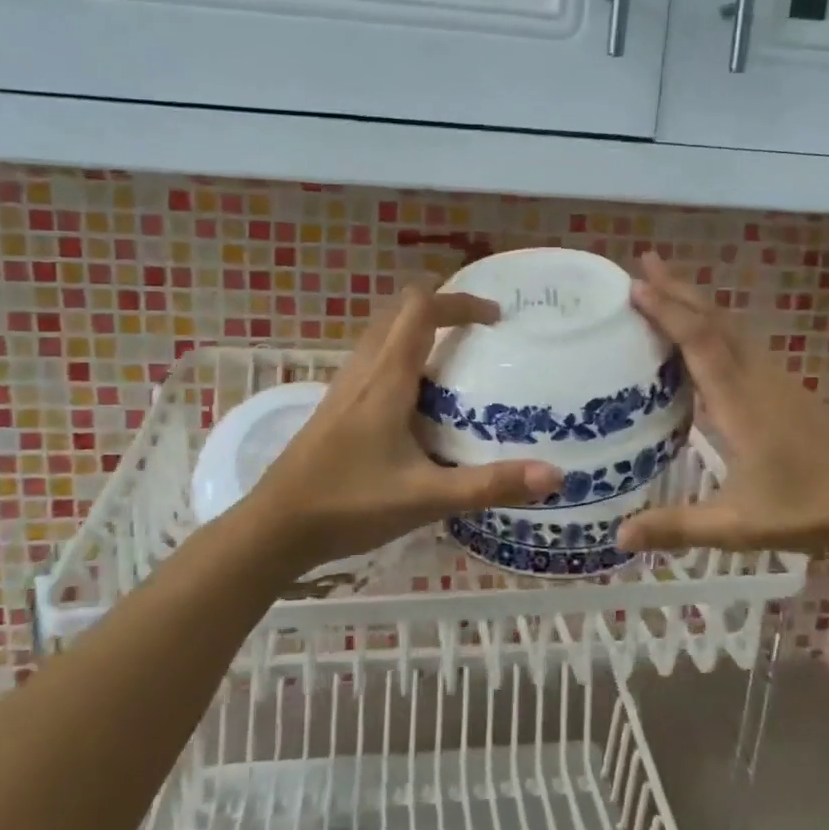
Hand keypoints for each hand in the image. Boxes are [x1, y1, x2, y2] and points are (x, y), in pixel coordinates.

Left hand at [242, 284, 561, 573]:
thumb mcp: (426, 497)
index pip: (422, 309)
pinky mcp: (336, 407)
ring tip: (457, 361)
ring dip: (419, 331)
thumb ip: (489, 485)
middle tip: (481, 333)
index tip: (495, 317)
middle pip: (400, 312)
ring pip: (383, 335)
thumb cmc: (348, 505)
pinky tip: (418, 401)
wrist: (274, 528)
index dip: (460, 301)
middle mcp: (364, 371)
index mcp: (386, 379)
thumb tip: (554, 475)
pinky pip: (373, 361)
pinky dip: (402, 357)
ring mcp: (344, 388)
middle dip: (443, 309)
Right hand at [616, 253, 828, 555]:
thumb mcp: (738, 525)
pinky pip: (743, 343)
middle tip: (644, 263)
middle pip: (716, 321)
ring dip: (698, 303)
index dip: (668, 311)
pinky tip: (706, 336)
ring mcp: (776, 381)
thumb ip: (678, 527)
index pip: (700, 343)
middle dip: (679, 289)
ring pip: (732, 328)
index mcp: (741, 404)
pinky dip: (715, 325)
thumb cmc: (811, 511)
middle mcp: (757, 380)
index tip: (636, 285)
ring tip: (667, 286)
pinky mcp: (787, 390)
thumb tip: (618, 537)